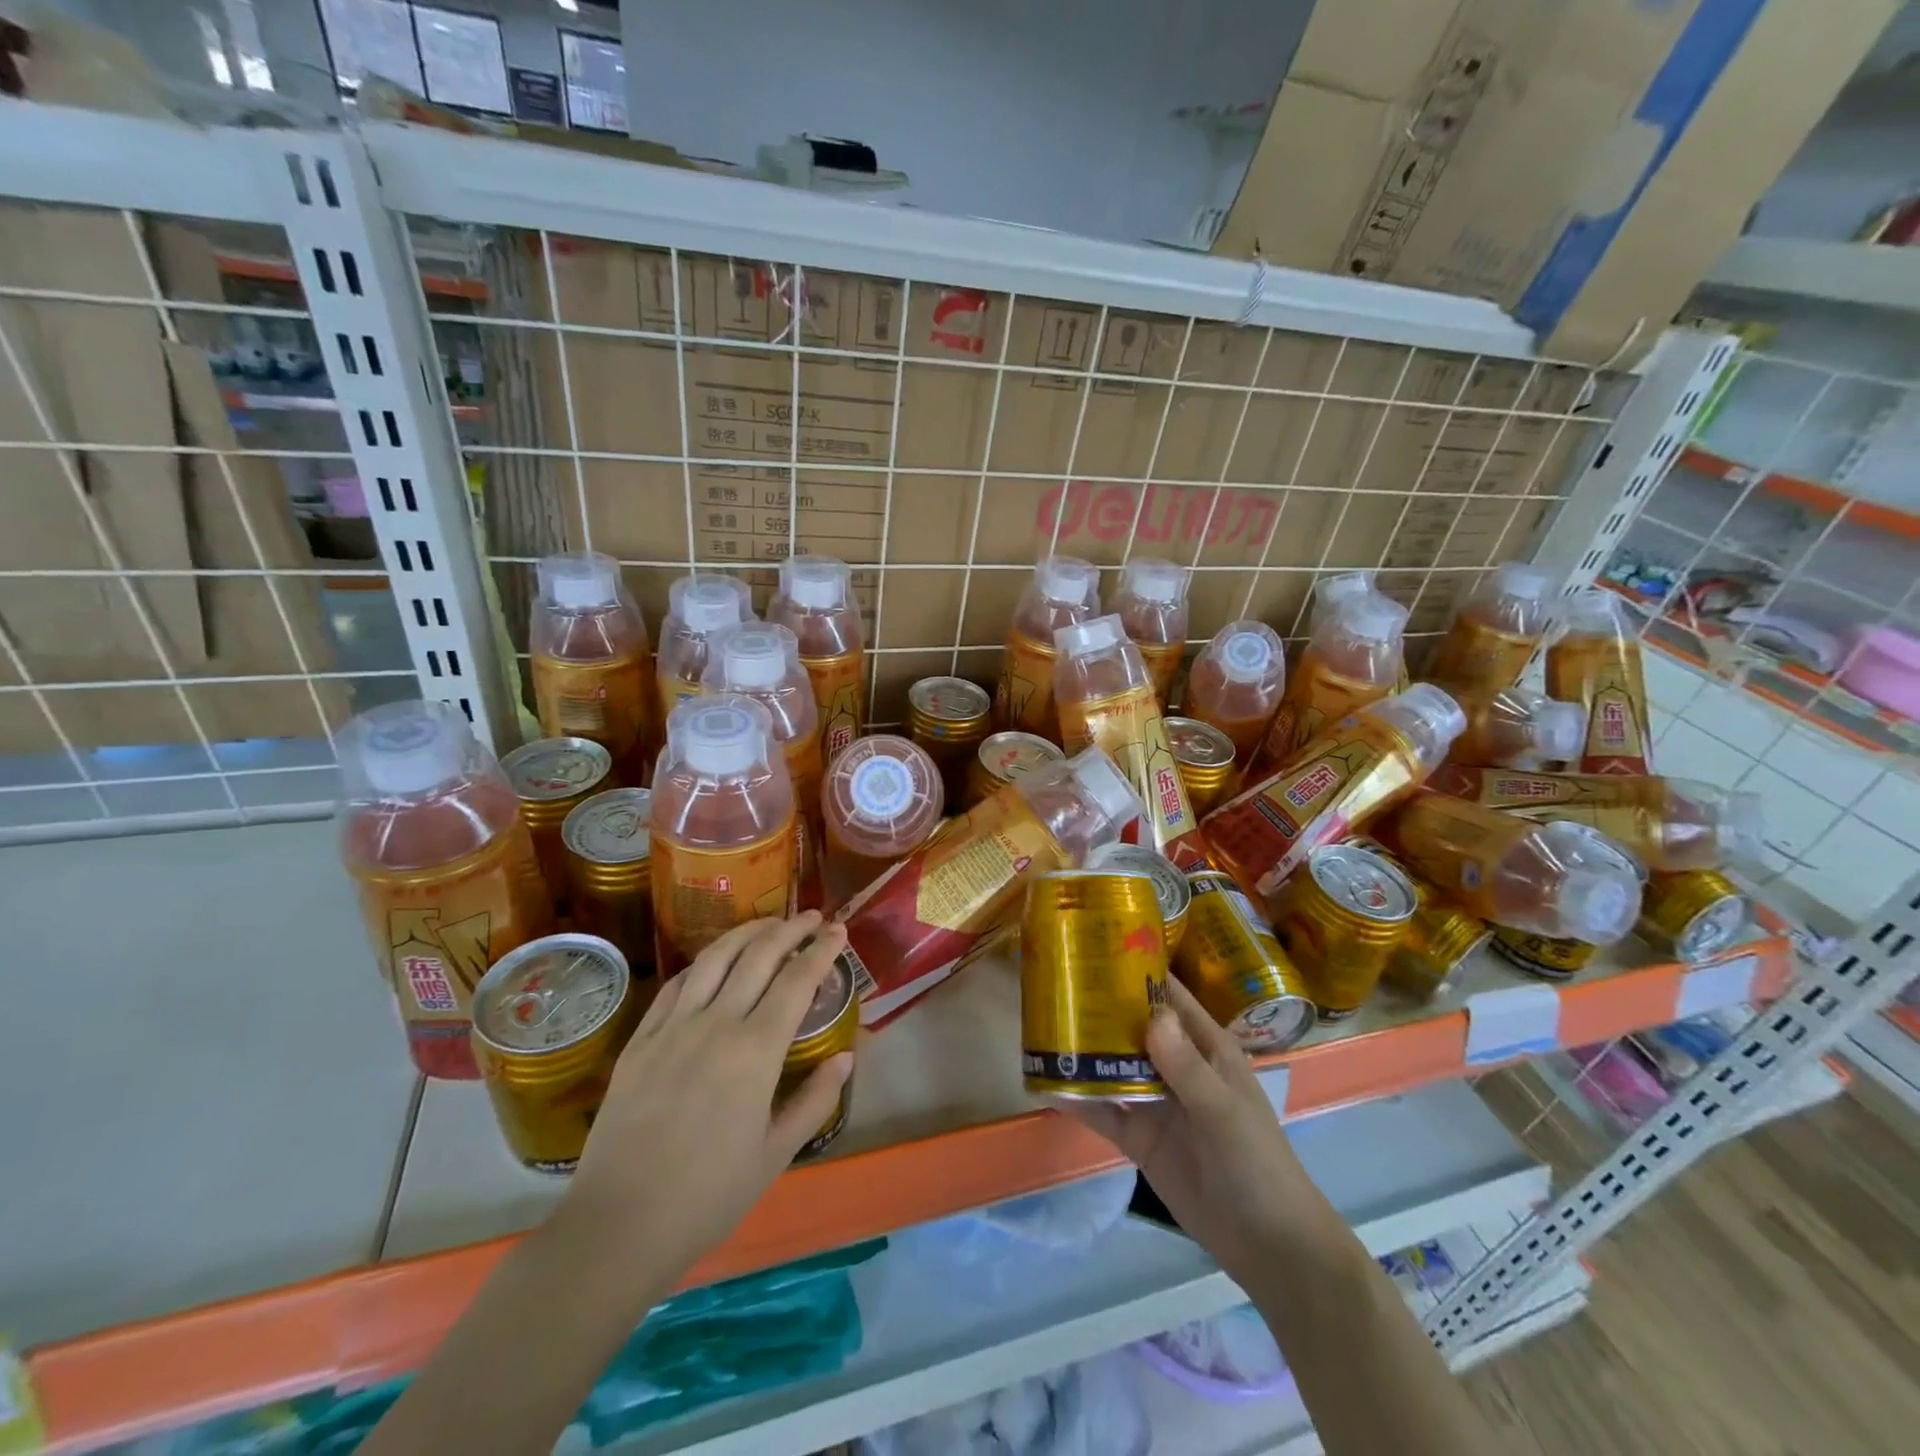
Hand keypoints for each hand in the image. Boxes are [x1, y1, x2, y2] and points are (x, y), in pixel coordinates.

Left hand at [563, 912, 851, 1282]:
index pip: (798, 980)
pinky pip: (676, 985)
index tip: (838, 930)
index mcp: (756, 1050)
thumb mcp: (775, 1154)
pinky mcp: (640, 1040)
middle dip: (791, 929)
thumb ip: (815, 1099)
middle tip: (812, 917)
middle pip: (759, 955)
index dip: (822, 950)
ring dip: (747, 932)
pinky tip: (713, 961)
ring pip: (715, 958)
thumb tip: (846, 1057)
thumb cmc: (708, 1196)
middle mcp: (717, 1023)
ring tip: (769, 924)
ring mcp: (673, 1027)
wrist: (619, 1225)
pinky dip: (703, 962)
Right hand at [1065, 977, 1327, 1288]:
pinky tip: (1049, 1084)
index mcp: (1206, 1048)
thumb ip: (1186, 1066)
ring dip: (1086, 1050)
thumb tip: (1151, 1015)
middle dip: (1101, 1007)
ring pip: (1116, 1066)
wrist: (1268, 1245)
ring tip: (1043, 1027)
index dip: (1139, 971)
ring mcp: (1157, 1102)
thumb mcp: (1223, 1110)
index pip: (1170, 997)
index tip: (1096, 947)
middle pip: (1135, 1027)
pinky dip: (1080, 1099)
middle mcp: (1177, 1066)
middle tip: (1055, 985)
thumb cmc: (1256, 1162)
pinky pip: (1106, 1111)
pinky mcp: (1140, 1137)